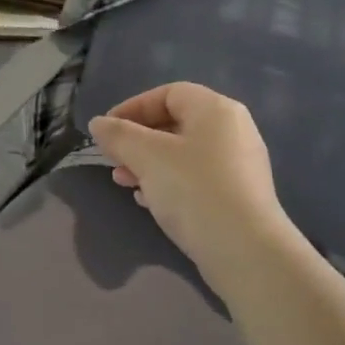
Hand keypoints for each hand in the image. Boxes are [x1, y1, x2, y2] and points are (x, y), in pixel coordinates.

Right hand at [86, 82, 297, 293]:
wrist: (245, 251)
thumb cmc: (194, 190)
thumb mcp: (147, 157)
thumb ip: (119, 135)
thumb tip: (98, 123)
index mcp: (215, 110)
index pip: (168, 93)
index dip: (132, 107)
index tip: (106, 131)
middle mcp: (233, 130)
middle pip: (175, 123)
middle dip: (137, 140)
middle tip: (113, 159)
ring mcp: (239, 164)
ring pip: (183, 153)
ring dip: (148, 163)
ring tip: (124, 182)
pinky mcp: (238, 195)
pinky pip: (196, 178)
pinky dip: (169, 182)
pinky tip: (149, 201)